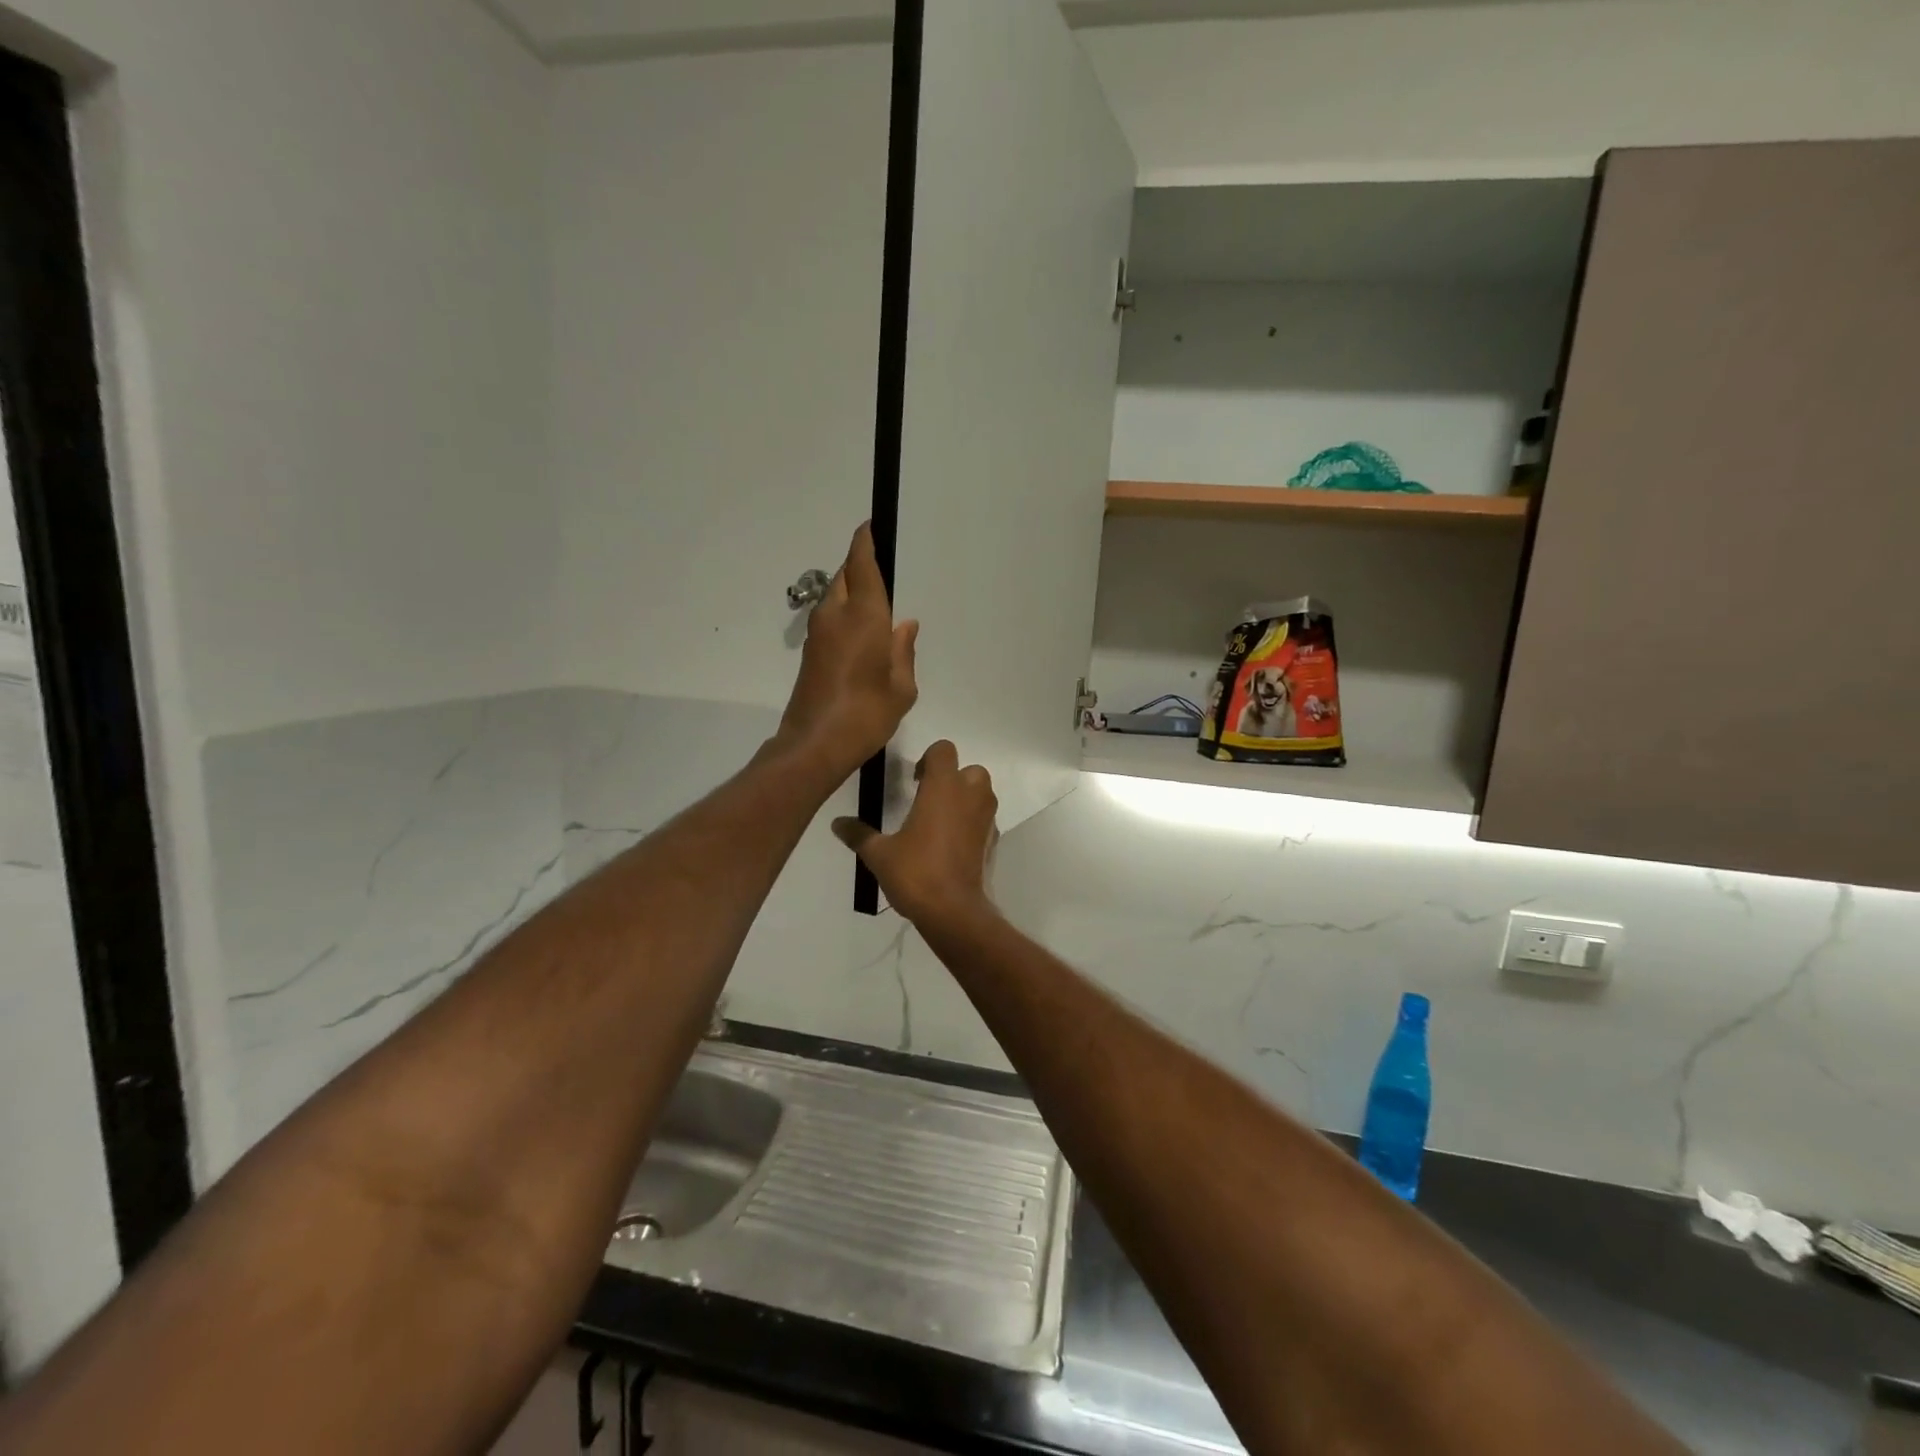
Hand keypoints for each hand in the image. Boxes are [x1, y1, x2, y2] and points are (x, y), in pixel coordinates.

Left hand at [778, 523, 918, 778]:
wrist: (815, 744)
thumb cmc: (866, 714)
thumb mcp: (901, 688)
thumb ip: (903, 651)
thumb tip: (904, 625)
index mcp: (863, 616)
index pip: (861, 565)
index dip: (864, 542)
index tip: (870, 526)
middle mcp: (836, 616)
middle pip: (845, 576)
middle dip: (859, 566)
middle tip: (880, 567)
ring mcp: (818, 634)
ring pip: (835, 597)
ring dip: (851, 591)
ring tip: (875, 603)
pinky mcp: (811, 653)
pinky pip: (830, 619)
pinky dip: (845, 613)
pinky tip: (861, 632)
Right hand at [833, 742, 998, 928]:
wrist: (953, 911)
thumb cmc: (916, 872)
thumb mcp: (879, 854)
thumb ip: (858, 834)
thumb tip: (836, 823)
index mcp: (943, 787)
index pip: (943, 750)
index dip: (928, 759)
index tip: (914, 781)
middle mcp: (970, 795)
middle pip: (969, 769)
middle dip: (952, 778)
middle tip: (928, 798)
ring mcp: (986, 819)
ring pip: (982, 793)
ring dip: (965, 799)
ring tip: (939, 821)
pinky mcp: (992, 841)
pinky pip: (984, 820)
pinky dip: (971, 824)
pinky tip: (951, 845)